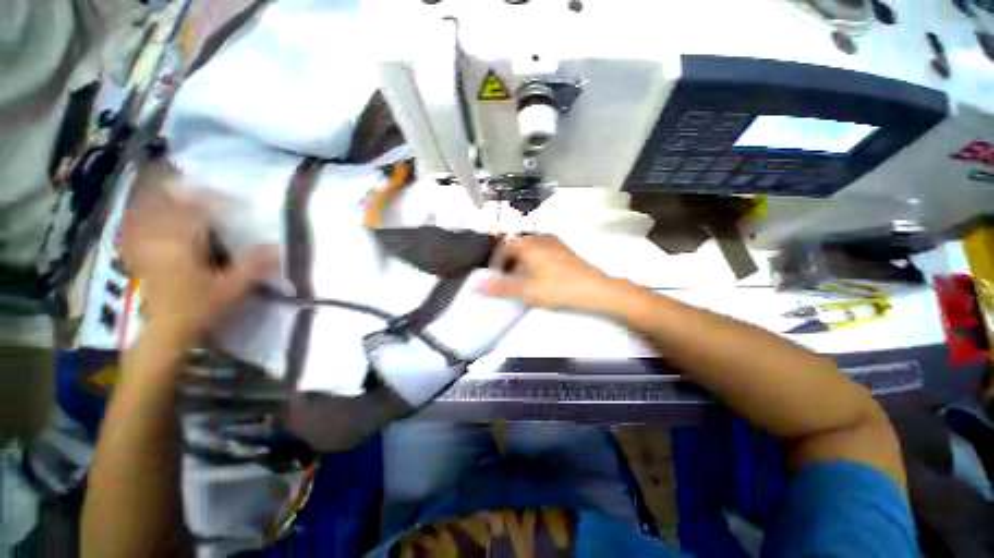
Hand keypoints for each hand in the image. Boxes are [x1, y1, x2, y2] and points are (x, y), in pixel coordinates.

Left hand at [121, 183, 278, 338]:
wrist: (160, 336)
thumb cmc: (198, 310)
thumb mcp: (232, 289)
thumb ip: (253, 265)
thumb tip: (279, 247)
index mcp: (181, 241)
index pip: (199, 207)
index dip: (220, 200)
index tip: (239, 204)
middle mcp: (156, 235)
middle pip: (166, 199)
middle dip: (185, 190)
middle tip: (203, 189)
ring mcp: (140, 243)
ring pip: (146, 208)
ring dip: (162, 197)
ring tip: (177, 192)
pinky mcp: (133, 254)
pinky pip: (134, 223)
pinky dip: (143, 212)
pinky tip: (151, 213)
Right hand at [480, 234, 618, 311]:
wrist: (595, 288)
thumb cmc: (559, 288)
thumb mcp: (528, 291)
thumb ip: (502, 288)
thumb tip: (478, 287)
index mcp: (529, 245)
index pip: (503, 246)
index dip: (496, 260)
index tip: (495, 275)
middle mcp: (539, 238)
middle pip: (516, 245)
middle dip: (508, 260)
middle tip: (507, 278)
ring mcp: (553, 241)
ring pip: (528, 246)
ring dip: (520, 259)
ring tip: (522, 277)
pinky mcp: (563, 247)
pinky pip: (540, 248)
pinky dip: (533, 258)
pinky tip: (539, 273)